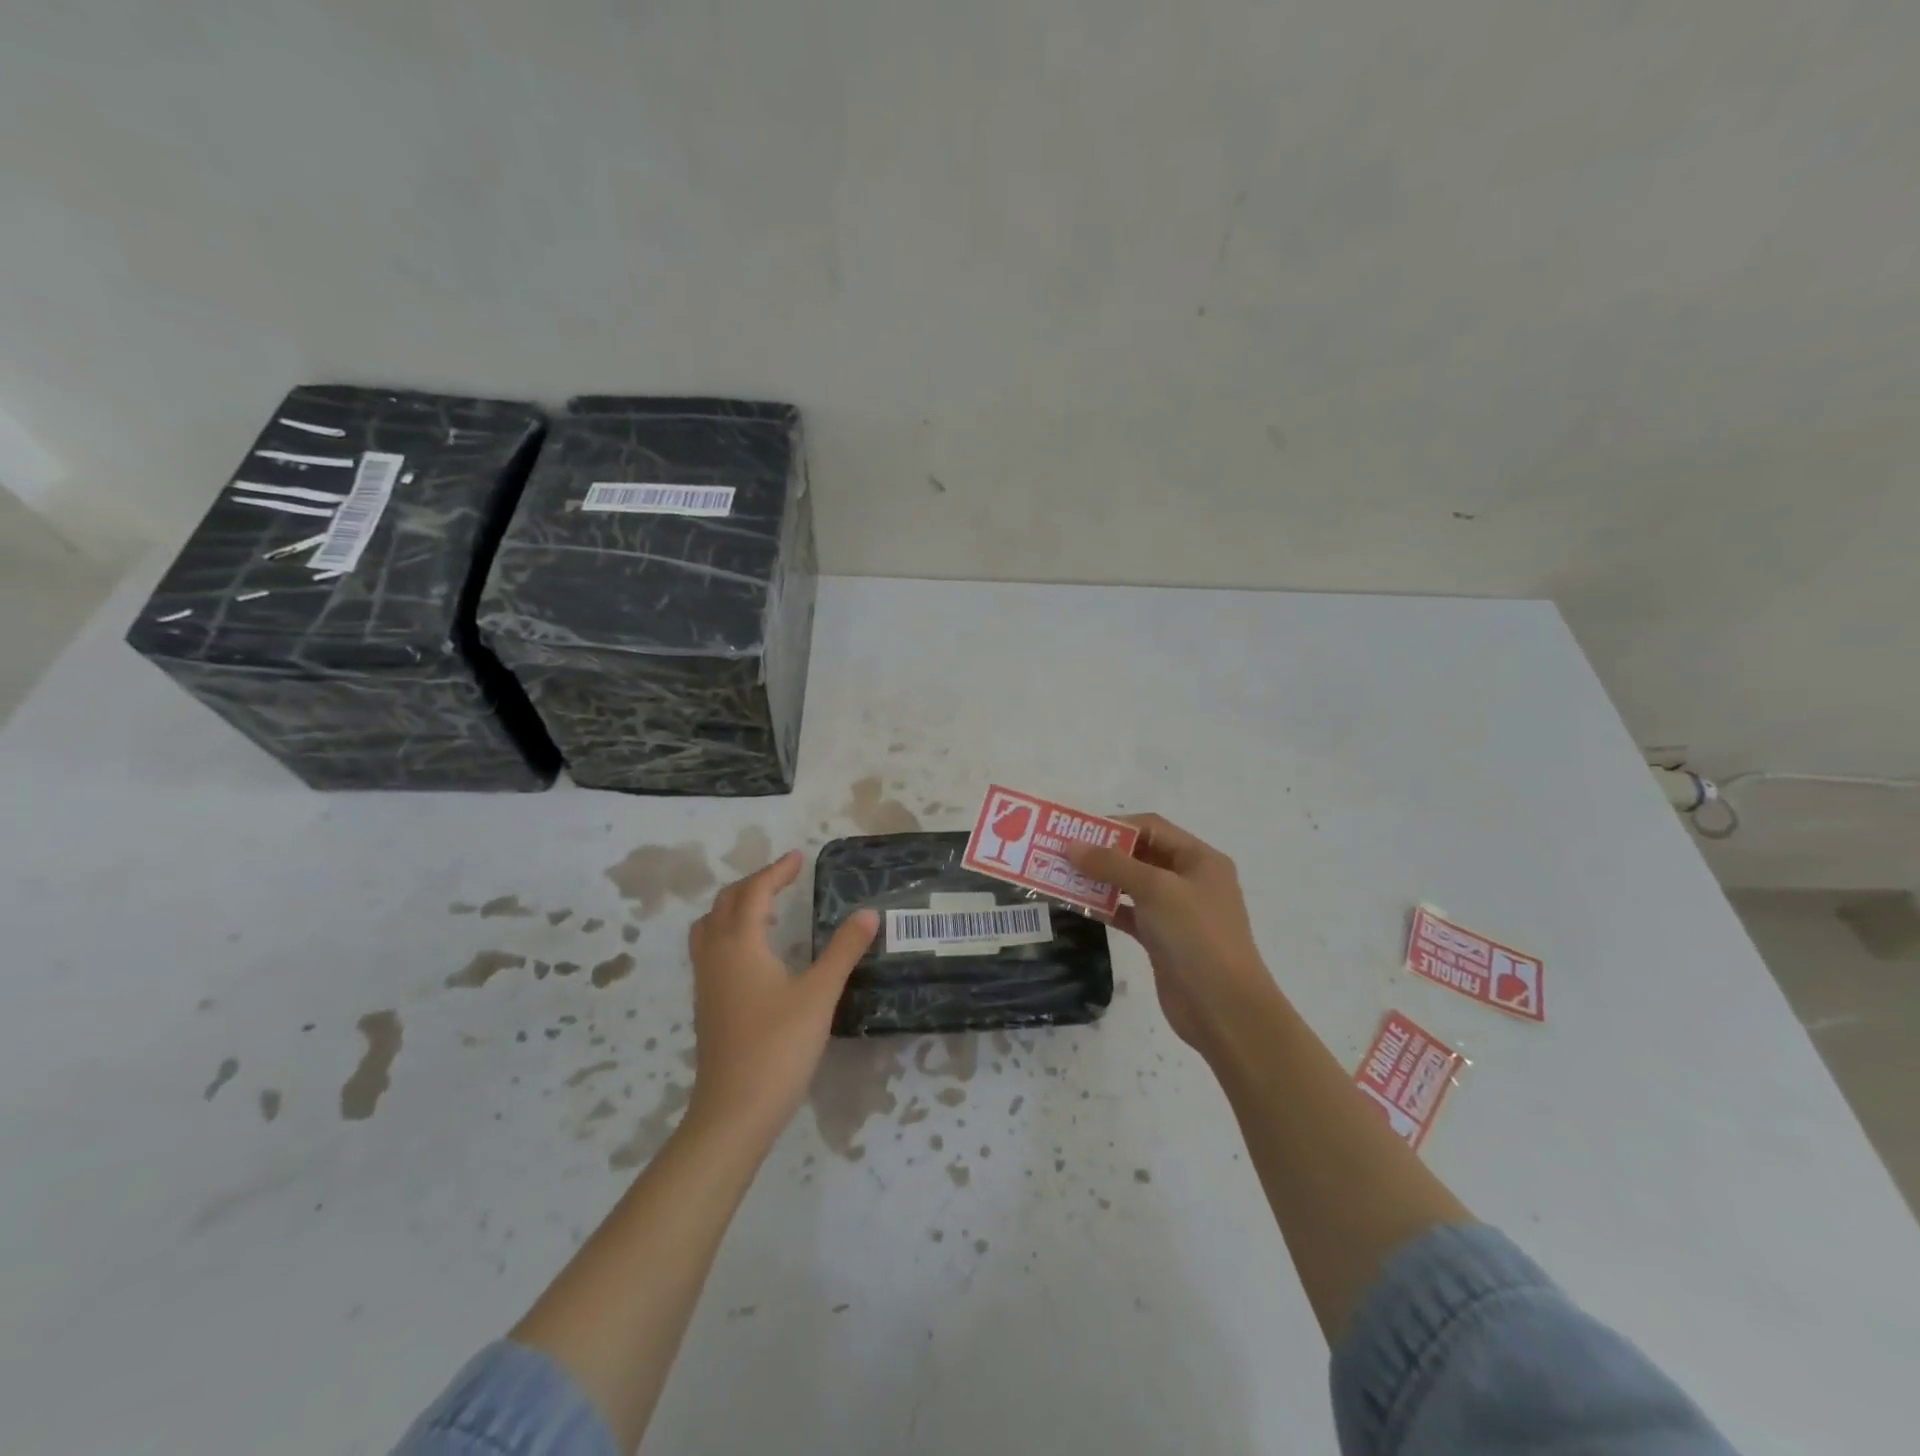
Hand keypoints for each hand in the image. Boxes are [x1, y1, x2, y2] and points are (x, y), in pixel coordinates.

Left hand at [685, 850, 878, 1142]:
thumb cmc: (778, 1046)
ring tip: (768, 910)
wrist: (734, 1112)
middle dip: (754, 884)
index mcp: (740, 944)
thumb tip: (868, 912)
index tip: (799, 858)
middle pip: (725, 903)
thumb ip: (844, 950)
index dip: (776, 872)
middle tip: (784, 879)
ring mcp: (707, 982)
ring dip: (736, 908)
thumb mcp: (819, 994)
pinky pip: (711, 950)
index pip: (754, 892)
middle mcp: (716, 955)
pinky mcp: (707, 1006)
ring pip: (710, 927)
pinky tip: (756, 954)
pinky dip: (730, 933)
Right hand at [1065, 813, 1275, 1054]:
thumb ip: (1112, 864)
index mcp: (1200, 859)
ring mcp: (1177, 912)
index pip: (1152, 828)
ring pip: (1133, 885)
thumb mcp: (1155, 889)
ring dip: (1101, 880)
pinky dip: (1107, 908)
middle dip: (1104, 853)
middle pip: (1141, 855)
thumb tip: (1072, 846)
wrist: (1223, 1008)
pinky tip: (1079, 906)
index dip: (1115, 826)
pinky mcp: (1163, 940)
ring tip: (1063, 877)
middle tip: (1063, 854)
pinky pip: (1130, 914)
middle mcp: (1190, 880)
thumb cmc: (1195, 936)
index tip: (1077, 832)